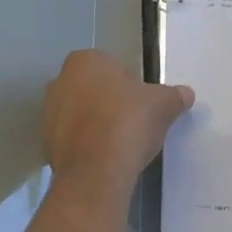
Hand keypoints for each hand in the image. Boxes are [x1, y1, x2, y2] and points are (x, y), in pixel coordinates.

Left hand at [43, 50, 194, 204]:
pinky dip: (85, 145)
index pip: (112, 67)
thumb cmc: (128, 122)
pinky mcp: (45, 141)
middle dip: (109, 103)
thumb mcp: (162, 105)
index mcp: (85, 60)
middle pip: (92, 89)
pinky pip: (71, 138)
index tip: (141, 106)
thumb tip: (187, 94)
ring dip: (95, 124)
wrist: (96, 170)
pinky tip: (102, 158)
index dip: (130, 86)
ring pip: (80, 113)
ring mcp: (49, 111)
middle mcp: (60, 79)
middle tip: (131, 124)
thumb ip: (174, 96)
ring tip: (117, 144)